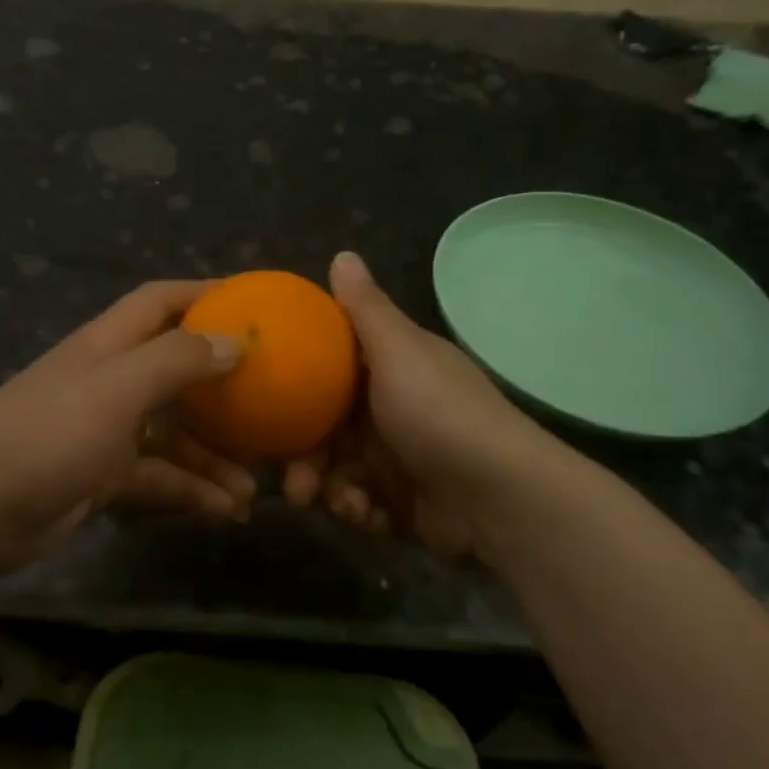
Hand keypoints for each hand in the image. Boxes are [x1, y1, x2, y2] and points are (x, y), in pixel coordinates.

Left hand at [0, 281, 255, 569]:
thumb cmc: (47, 433)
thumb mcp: (117, 389)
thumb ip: (176, 361)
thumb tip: (236, 340)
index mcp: (109, 345)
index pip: (161, 301)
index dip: (205, 294)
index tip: (255, 304)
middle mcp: (110, 380)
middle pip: (177, 371)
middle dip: (224, 387)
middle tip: (273, 403)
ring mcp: (106, 431)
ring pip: (174, 435)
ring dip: (214, 456)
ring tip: (257, 484)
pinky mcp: (102, 477)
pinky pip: (158, 478)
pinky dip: (190, 491)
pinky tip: (227, 512)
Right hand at [285, 252, 587, 555]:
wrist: (500, 498)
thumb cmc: (439, 414)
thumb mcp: (399, 353)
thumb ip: (365, 309)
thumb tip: (342, 254)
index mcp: (388, 370)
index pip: (330, 369)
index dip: (298, 383)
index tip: (267, 399)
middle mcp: (389, 411)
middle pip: (325, 428)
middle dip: (304, 455)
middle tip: (290, 479)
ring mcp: (396, 459)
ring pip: (336, 470)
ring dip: (326, 488)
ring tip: (328, 503)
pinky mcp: (401, 502)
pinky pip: (360, 504)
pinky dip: (357, 510)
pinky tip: (364, 515)